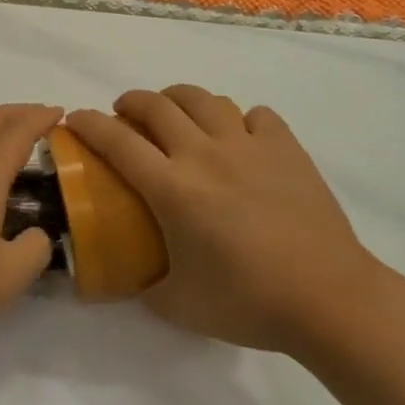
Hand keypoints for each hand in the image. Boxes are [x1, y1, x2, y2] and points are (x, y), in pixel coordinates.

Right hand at [65, 86, 377, 352]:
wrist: (329, 299)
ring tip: (176, 114)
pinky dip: (239, 120)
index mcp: (172, 188)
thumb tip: (129, 280)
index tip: (74, 119)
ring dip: (178, 99)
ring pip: (203, 98)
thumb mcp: (180, 306)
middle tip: (125, 116)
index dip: (89, 124)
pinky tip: (240, 138)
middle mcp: (204, 154)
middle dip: (131, 102)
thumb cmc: (249, 303)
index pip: (117, 141)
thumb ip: (146, 288)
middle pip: (156, 105)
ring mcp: (248, 145)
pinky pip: (255, 115)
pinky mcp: (285, 147)